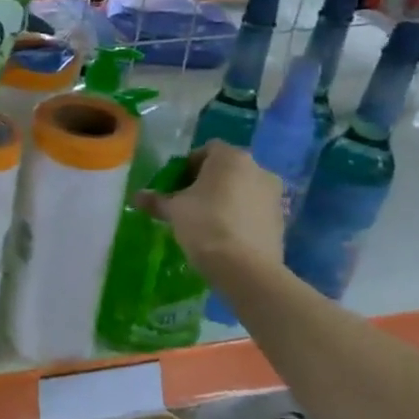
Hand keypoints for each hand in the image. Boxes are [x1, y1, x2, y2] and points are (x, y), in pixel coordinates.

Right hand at [134, 141, 284, 283]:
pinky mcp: (282, 220)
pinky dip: (240, 215)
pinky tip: (225, 235)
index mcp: (231, 158)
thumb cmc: (204, 225)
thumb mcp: (173, 211)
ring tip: (206, 220)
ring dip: (226, 198)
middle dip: (207, 182)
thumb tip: (136, 197)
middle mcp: (258, 169)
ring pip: (243, 189)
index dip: (188, 165)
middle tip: (188, 202)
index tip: (175, 185)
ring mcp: (274, 195)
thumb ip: (156, 200)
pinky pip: (254, 209)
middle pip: (227, 169)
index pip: (206, 150)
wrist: (245, 268)